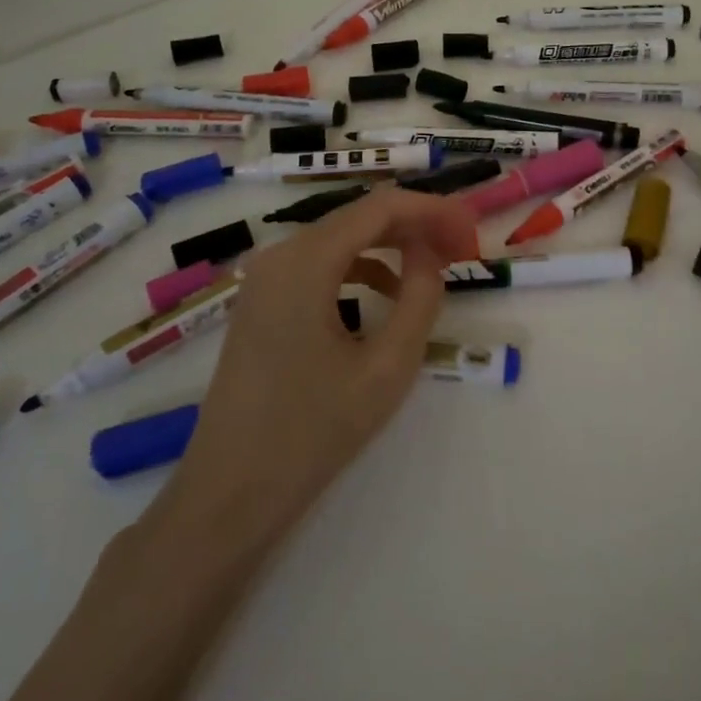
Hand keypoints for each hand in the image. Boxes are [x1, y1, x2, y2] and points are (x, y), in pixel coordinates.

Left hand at [147, 187, 477, 551]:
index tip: (471, 229)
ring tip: (436, 266)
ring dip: (392, 244)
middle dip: (416, 225)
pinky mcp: (263, 301)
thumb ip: (420, 298)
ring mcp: (266, 278)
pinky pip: (321, 264)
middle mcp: (280, 255)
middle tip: (462, 247)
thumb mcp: (386, 367)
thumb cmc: (311, 433)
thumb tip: (431, 253)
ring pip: (342, 238)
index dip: (432, 210)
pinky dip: (362, 267)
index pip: (381, 207)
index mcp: (305, 262)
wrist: (228, 494)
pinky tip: (388, 294)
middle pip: (360, 216)